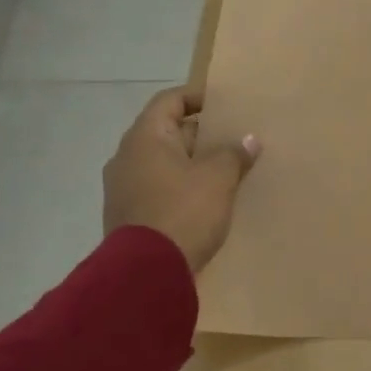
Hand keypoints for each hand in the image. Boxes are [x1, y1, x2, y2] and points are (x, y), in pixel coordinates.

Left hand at [102, 87, 260, 271]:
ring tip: (224, 172)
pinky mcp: (127, 215)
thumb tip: (248, 140)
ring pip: (163, 163)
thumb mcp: (218, 178)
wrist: (146, 273)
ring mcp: (123, 187)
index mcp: (145, 137)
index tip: (225, 106)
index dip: (197, 98)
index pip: (169, 100)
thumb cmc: (183, 211)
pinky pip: (158, 188)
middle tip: (233, 141)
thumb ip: (234, 154)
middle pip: (167, 132)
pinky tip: (205, 201)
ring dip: (191, 164)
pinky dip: (180, 187)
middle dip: (200, 135)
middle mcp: (127, 156)